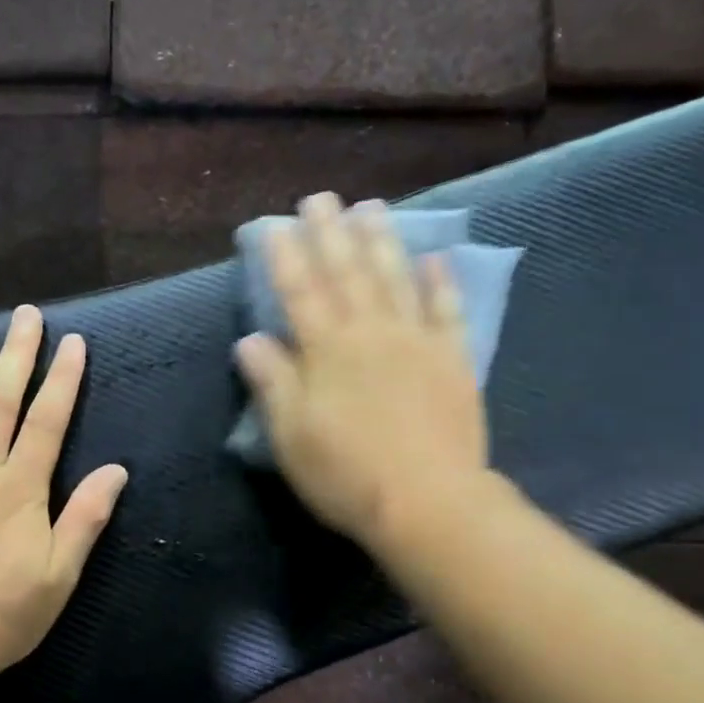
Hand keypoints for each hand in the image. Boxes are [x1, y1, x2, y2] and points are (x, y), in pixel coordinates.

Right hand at [235, 193, 490, 547]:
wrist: (428, 503)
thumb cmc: (347, 474)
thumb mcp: (291, 436)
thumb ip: (272, 382)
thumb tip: (250, 338)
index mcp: (326, 351)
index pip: (300, 292)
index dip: (285, 257)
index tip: (276, 225)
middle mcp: (370, 333)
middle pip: (347, 273)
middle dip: (331, 234)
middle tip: (322, 198)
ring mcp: (417, 342)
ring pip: (396, 280)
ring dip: (382, 241)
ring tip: (371, 208)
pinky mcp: (453, 361)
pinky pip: (447, 312)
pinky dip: (441, 284)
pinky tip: (436, 260)